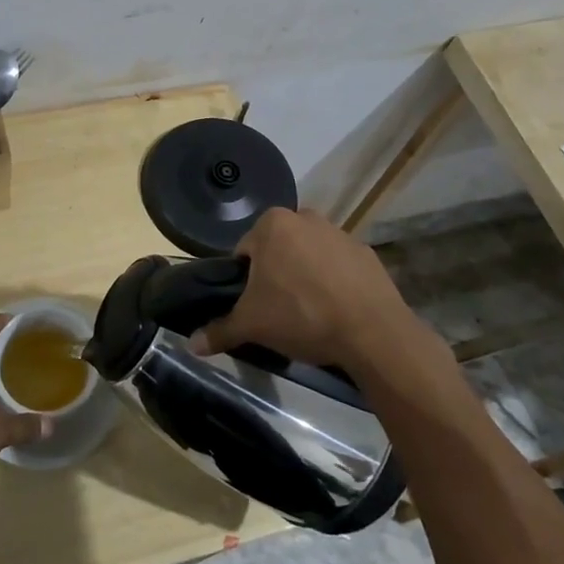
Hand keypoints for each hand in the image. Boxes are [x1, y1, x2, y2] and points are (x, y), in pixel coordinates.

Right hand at [189, 208, 451, 374]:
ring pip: (309, 254)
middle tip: (278, 309)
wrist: (372, 332)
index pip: (245, 250)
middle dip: (276, 273)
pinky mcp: (367, 253)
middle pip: (278, 249)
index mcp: (273, 224)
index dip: (245, 280)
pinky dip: (335, 281)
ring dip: (305, 275)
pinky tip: (337, 309)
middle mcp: (305, 217)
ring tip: (309, 312)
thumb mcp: (252, 325)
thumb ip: (220, 330)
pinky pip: (339, 265)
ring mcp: (340, 233)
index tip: (254, 304)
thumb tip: (191, 345)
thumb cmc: (301, 316)